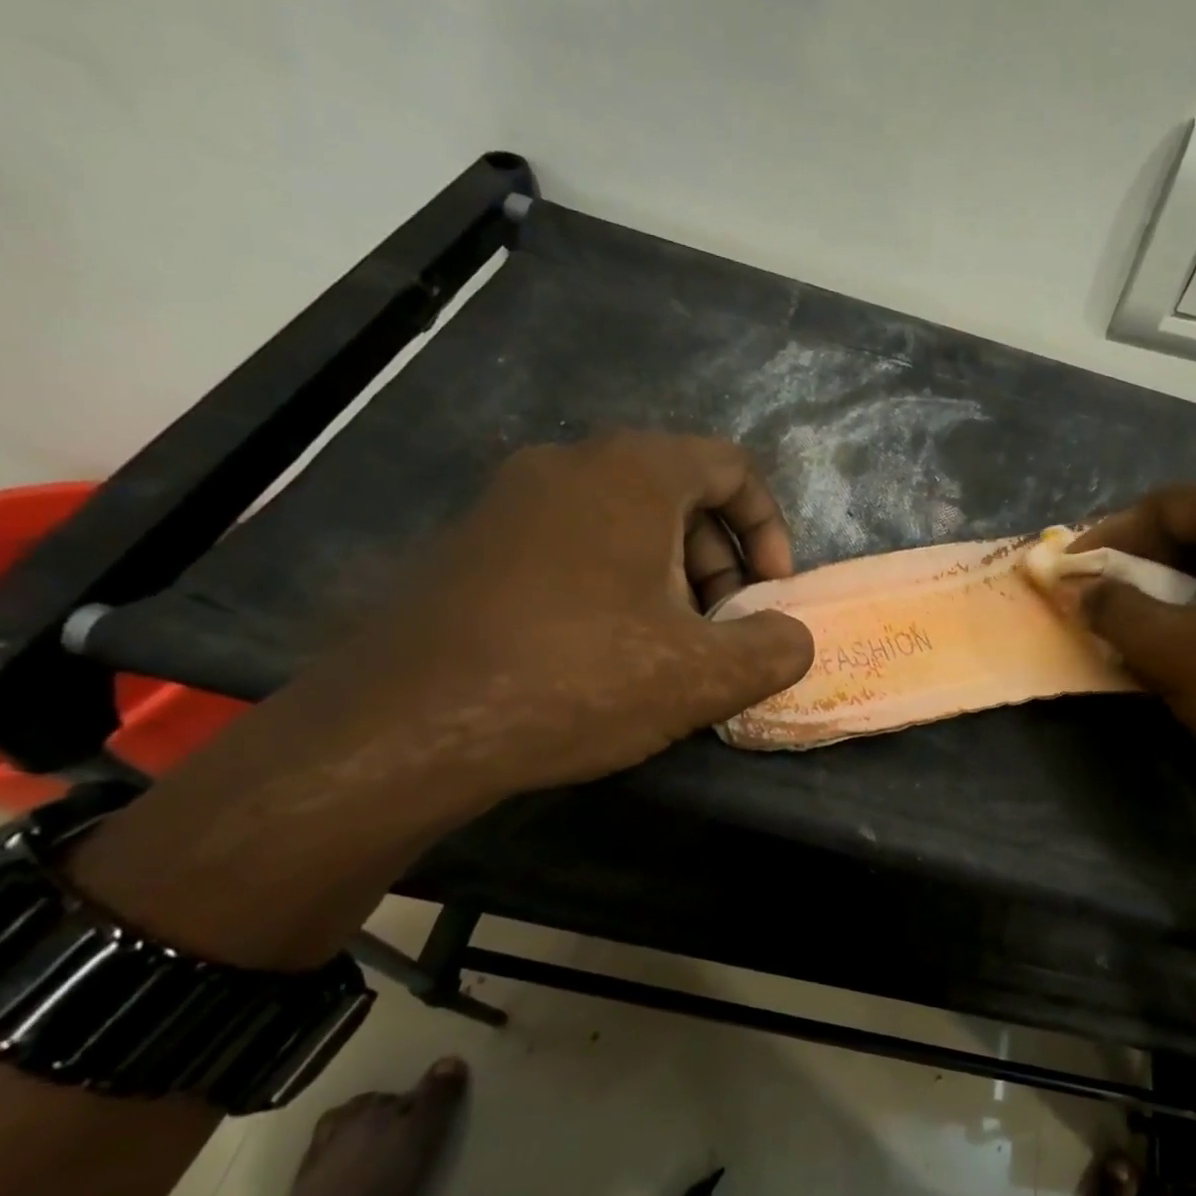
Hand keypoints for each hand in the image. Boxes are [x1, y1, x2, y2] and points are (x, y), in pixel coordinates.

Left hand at [334, 432, 813, 799]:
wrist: (402, 729)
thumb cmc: (576, 679)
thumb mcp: (704, 675)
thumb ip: (775, 648)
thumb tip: (793, 637)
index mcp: (632, 473)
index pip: (732, 467)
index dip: (769, 529)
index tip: (771, 593)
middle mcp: (569, 466)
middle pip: (681, 494)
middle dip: (720, 562)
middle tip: (724, 629)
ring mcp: (510, 501)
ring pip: (625, 522)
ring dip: (670, 578)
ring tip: (670, 650)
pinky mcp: (473, 544)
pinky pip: (573, 544)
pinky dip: (614, 584)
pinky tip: (606, 654)